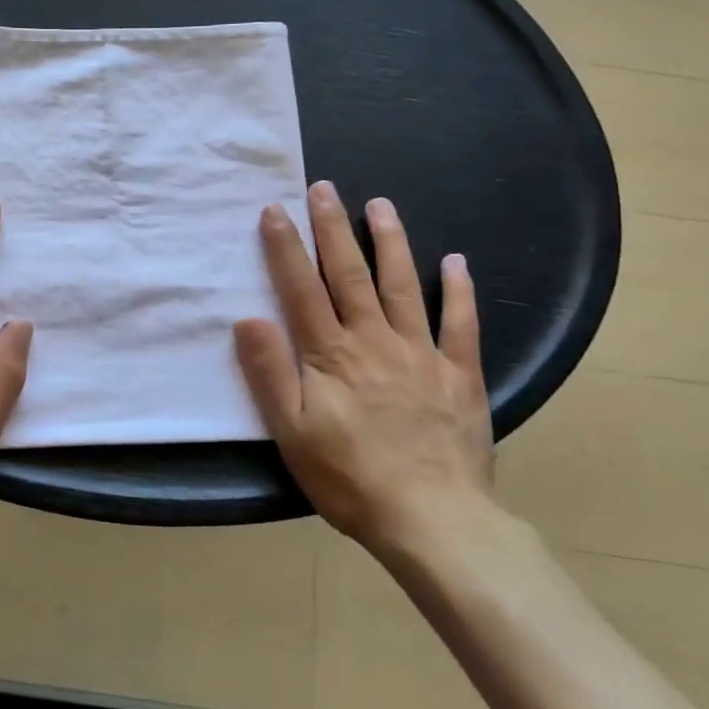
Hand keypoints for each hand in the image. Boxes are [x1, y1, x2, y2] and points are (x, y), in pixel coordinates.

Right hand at [233, 183, 491, 557]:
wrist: (433, 520)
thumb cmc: (351, 478)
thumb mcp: (293, 432)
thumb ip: (270, 373)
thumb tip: (247, 318)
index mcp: (331, 354)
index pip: (302, 289)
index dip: (286, 247)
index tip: (275, 209)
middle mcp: (374, 340)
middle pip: (350, 274)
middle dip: (333, 228)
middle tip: (324, 188)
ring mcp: (421, 353)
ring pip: (402, 285)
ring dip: (390, 242)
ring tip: (380, 204)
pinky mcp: (459, 374)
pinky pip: (460, 324)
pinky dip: (459, 291)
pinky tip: (456, 262)